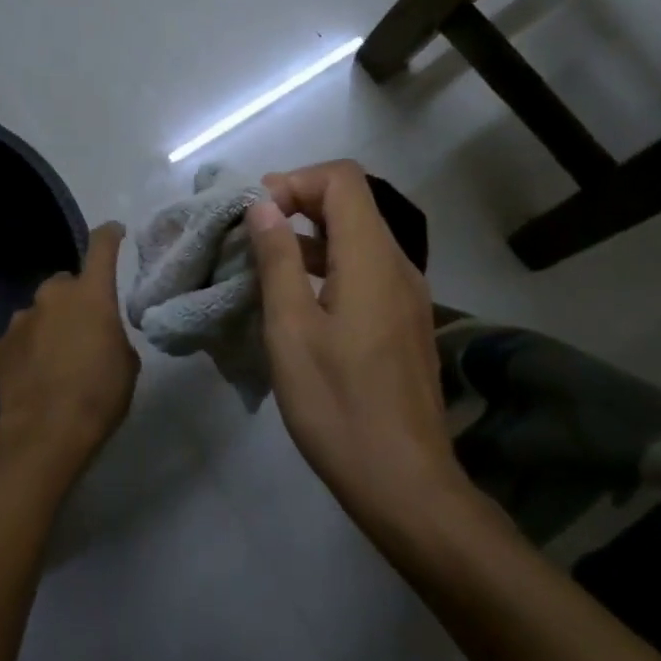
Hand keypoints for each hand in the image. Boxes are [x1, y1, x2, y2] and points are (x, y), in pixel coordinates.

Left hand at [0, 222, 139, 471]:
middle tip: (86, 327)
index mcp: (91, 294)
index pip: (101, 247)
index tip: (115, 231)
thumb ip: (114, 337)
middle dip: (76, 298)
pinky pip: (22, 336)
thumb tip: (101, 335)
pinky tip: (37, 374)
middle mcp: (53, 296)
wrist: (45, 432)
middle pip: (66, 283)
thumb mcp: (127, 364)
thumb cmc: (99, 394)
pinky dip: (31, 346)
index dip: (110, 235)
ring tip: (59, 358)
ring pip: (41, 311)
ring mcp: (21, 319)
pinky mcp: (1, 345)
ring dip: (51, 324)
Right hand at [247, 162, 459, 520]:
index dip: (295, 181)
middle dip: (300, 203)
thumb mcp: (292, 330)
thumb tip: (262, 206)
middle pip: (354, 203)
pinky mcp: (405, 322)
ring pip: (360, 237)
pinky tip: (300, 299)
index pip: (342, 179)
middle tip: (253, 234)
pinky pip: (368, 270)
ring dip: (313, 236)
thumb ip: (278, 260)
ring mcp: (408, 295)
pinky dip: (332, 264)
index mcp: (373, 259)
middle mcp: (399, 265)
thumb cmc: (338, 406)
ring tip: (267, 263)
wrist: (404, 481)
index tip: (256, 214)